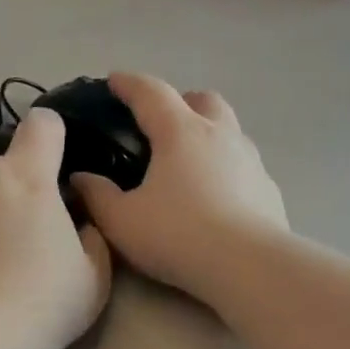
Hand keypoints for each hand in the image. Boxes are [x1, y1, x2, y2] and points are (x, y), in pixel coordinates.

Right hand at [70, 73, 288, 301]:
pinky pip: (246, 168)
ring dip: (210, 136)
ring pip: (231, 132)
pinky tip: (221, 198)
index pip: (150, 92)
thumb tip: (80, 178)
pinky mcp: (269, 190)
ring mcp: (251, 161)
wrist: (248, 266)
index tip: (115, 82)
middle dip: (181, 103)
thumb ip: (97, 197)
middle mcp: (220, 135)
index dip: (129, 84)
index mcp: (180, 132)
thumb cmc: (179, 237)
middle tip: (163, 125)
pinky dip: (229, 172)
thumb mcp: (123, 223)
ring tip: (193, 165)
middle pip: (202, 100)